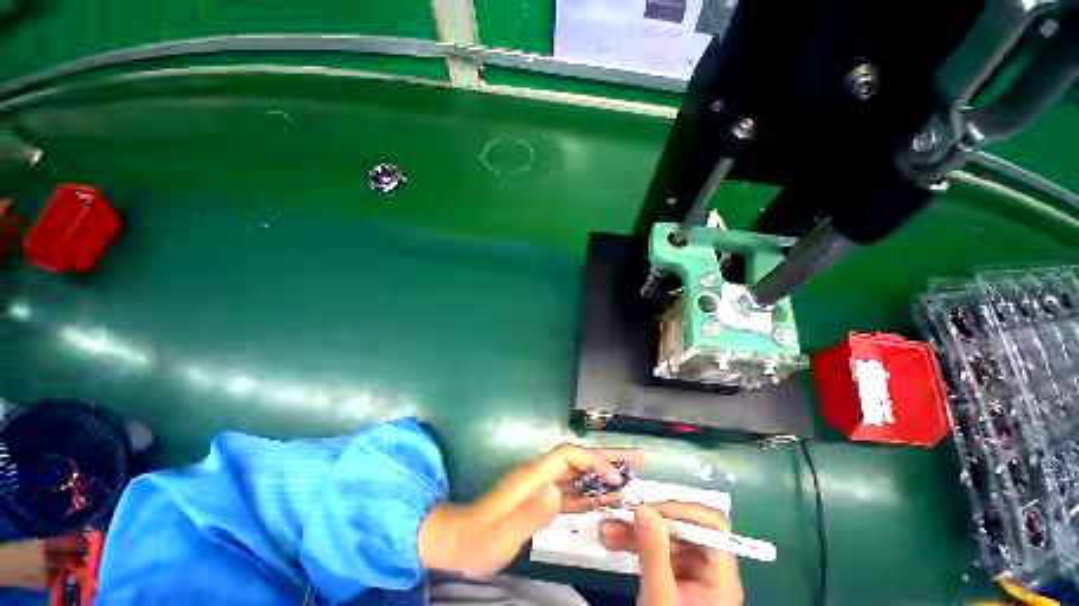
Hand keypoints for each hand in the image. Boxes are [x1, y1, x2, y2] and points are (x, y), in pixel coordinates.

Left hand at [419, 444, 641, 575]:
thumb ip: (528, 513)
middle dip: (607, 457)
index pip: (568, 456)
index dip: (593, 460)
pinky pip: (572, 493)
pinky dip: (591, 493)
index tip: (615, 477)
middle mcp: (540, 476)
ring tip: (630, 478)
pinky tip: (605, 499)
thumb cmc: (476, 539)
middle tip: (637, 458)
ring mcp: (541, 488)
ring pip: (579, 475)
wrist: (457, 541)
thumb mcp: (499, 534)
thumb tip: (558, 492)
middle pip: (578, 459)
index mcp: (532, 477)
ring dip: (603, 474)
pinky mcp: (542, 501)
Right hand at [600, 502, 743, 605]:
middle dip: (647, 520)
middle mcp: (709, 569)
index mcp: (719, 575)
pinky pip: (656, 552)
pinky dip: (635, 544)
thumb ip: (654, 552)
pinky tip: (614, 541)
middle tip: (617, 515)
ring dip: (635, 530)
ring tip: (606, 531)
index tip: (649, 511)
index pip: (711, 525)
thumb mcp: (659, 597)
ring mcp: (691, 574)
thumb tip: (643, 507)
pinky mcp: (674, 579)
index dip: (682, 510)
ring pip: (664, 538)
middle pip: (683, 529)